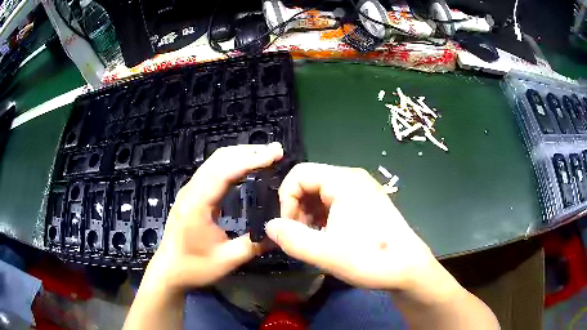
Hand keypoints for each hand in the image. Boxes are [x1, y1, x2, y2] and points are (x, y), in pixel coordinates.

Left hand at [142, 143, 283, 291]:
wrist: (169, 270)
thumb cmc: (194, 267)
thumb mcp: (227, 260)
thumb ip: (254, 245)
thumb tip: (279, 233)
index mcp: (198, 204)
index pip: (225, 171)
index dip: (251, 160)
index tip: (274, 154)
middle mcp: (192, 190)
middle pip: (220, 159)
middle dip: (248, 151)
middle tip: (275, 152)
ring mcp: (190, 190)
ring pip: (215, 161)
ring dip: (240, 155)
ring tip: (264, 156)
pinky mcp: (191, 194)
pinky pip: (212, 170)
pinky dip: (231, 163)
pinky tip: (245, 168)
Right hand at [265, 163, 437, 290]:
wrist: (408, 269)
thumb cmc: (370, 258)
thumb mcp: (325, 253)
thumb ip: (291, 238)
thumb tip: (269, 226)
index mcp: (344, 181)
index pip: (299, 174)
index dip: (285, 199)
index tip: (288, 227)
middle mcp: (353, 179)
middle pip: (310, 182)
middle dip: (297, 208)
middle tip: (299, 236)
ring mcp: (363, 190)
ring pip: (322, 194)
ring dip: (309, 214)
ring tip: (313, 239)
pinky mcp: (368, 203)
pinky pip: (336, 202)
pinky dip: (324, 217)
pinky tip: (328, 237)